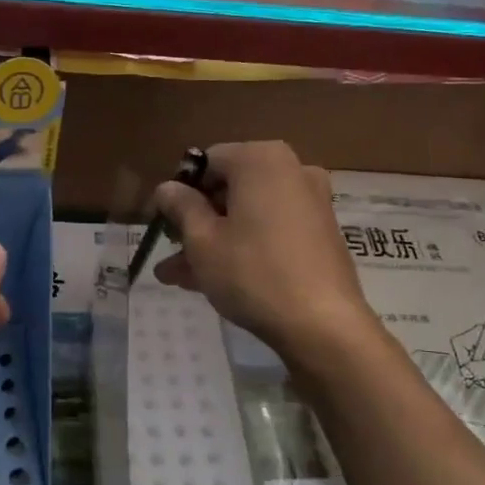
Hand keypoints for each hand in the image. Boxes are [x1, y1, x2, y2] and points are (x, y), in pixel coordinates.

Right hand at [152, 141, 376, 365]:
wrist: (322, 324)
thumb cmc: (252, 272)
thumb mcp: (202, 240)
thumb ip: (180, 207)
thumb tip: (167, 188)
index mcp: (260, 160)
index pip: (206, 163)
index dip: (179, 193)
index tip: (162, 224)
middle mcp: (291, 170)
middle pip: (229, 190)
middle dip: (195, 223)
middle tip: (169, 254)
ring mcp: (310, 202)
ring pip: (247, 216)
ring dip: (213, 241)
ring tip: (179, 277)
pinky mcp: (320, 233)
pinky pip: (270, 231)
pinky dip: (244, 247)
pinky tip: (214, 281)